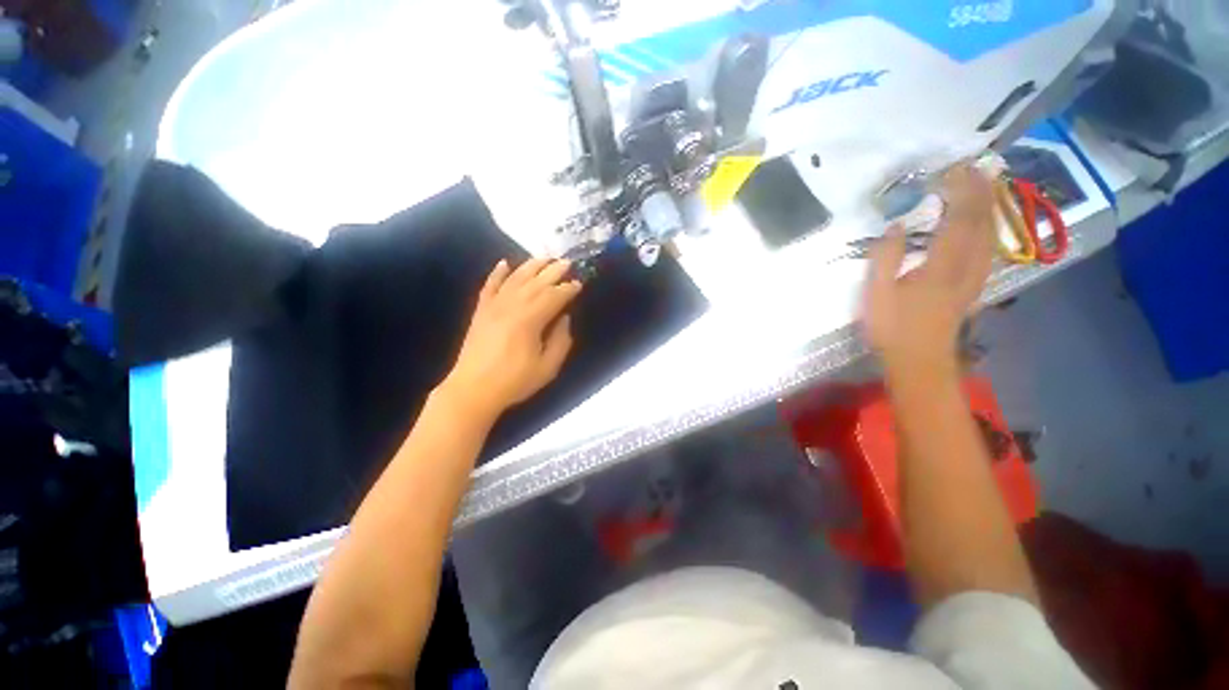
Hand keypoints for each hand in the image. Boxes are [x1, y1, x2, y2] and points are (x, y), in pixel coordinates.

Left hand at [438, 258, 581, 421]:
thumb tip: (564, 319)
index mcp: (530, 320)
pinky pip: (490, 286)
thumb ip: (561, 341)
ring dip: (531, 266)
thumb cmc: (514, 381)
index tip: (579, 283)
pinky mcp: (481, 311)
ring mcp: (494, 306)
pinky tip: (504, 263)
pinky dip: (497, 273)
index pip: (554, 297)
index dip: (568, 289)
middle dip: (553, 271)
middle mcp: (512, 306)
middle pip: (536, 282)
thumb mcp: (548, 367)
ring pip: (515, 279)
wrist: (473, 390)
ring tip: (544, 257)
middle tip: (567, 262)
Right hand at [863, 165, 994, 376]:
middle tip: (974, 167)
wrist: (919, 360)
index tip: (954, 169)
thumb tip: (897, 225)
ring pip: (990, 233)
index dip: (961, 191)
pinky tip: (983, 221)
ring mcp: (974, 276)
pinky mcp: (974, 285)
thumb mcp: (877, 294)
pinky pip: (988, 247)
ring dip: (989, 206)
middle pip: (982, 222)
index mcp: (941, 266)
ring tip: (983, 185)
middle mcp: (966, 266)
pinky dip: (988, 226)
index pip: (959, 219)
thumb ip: (885, 258)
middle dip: (980, 191)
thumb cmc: (892, 328)